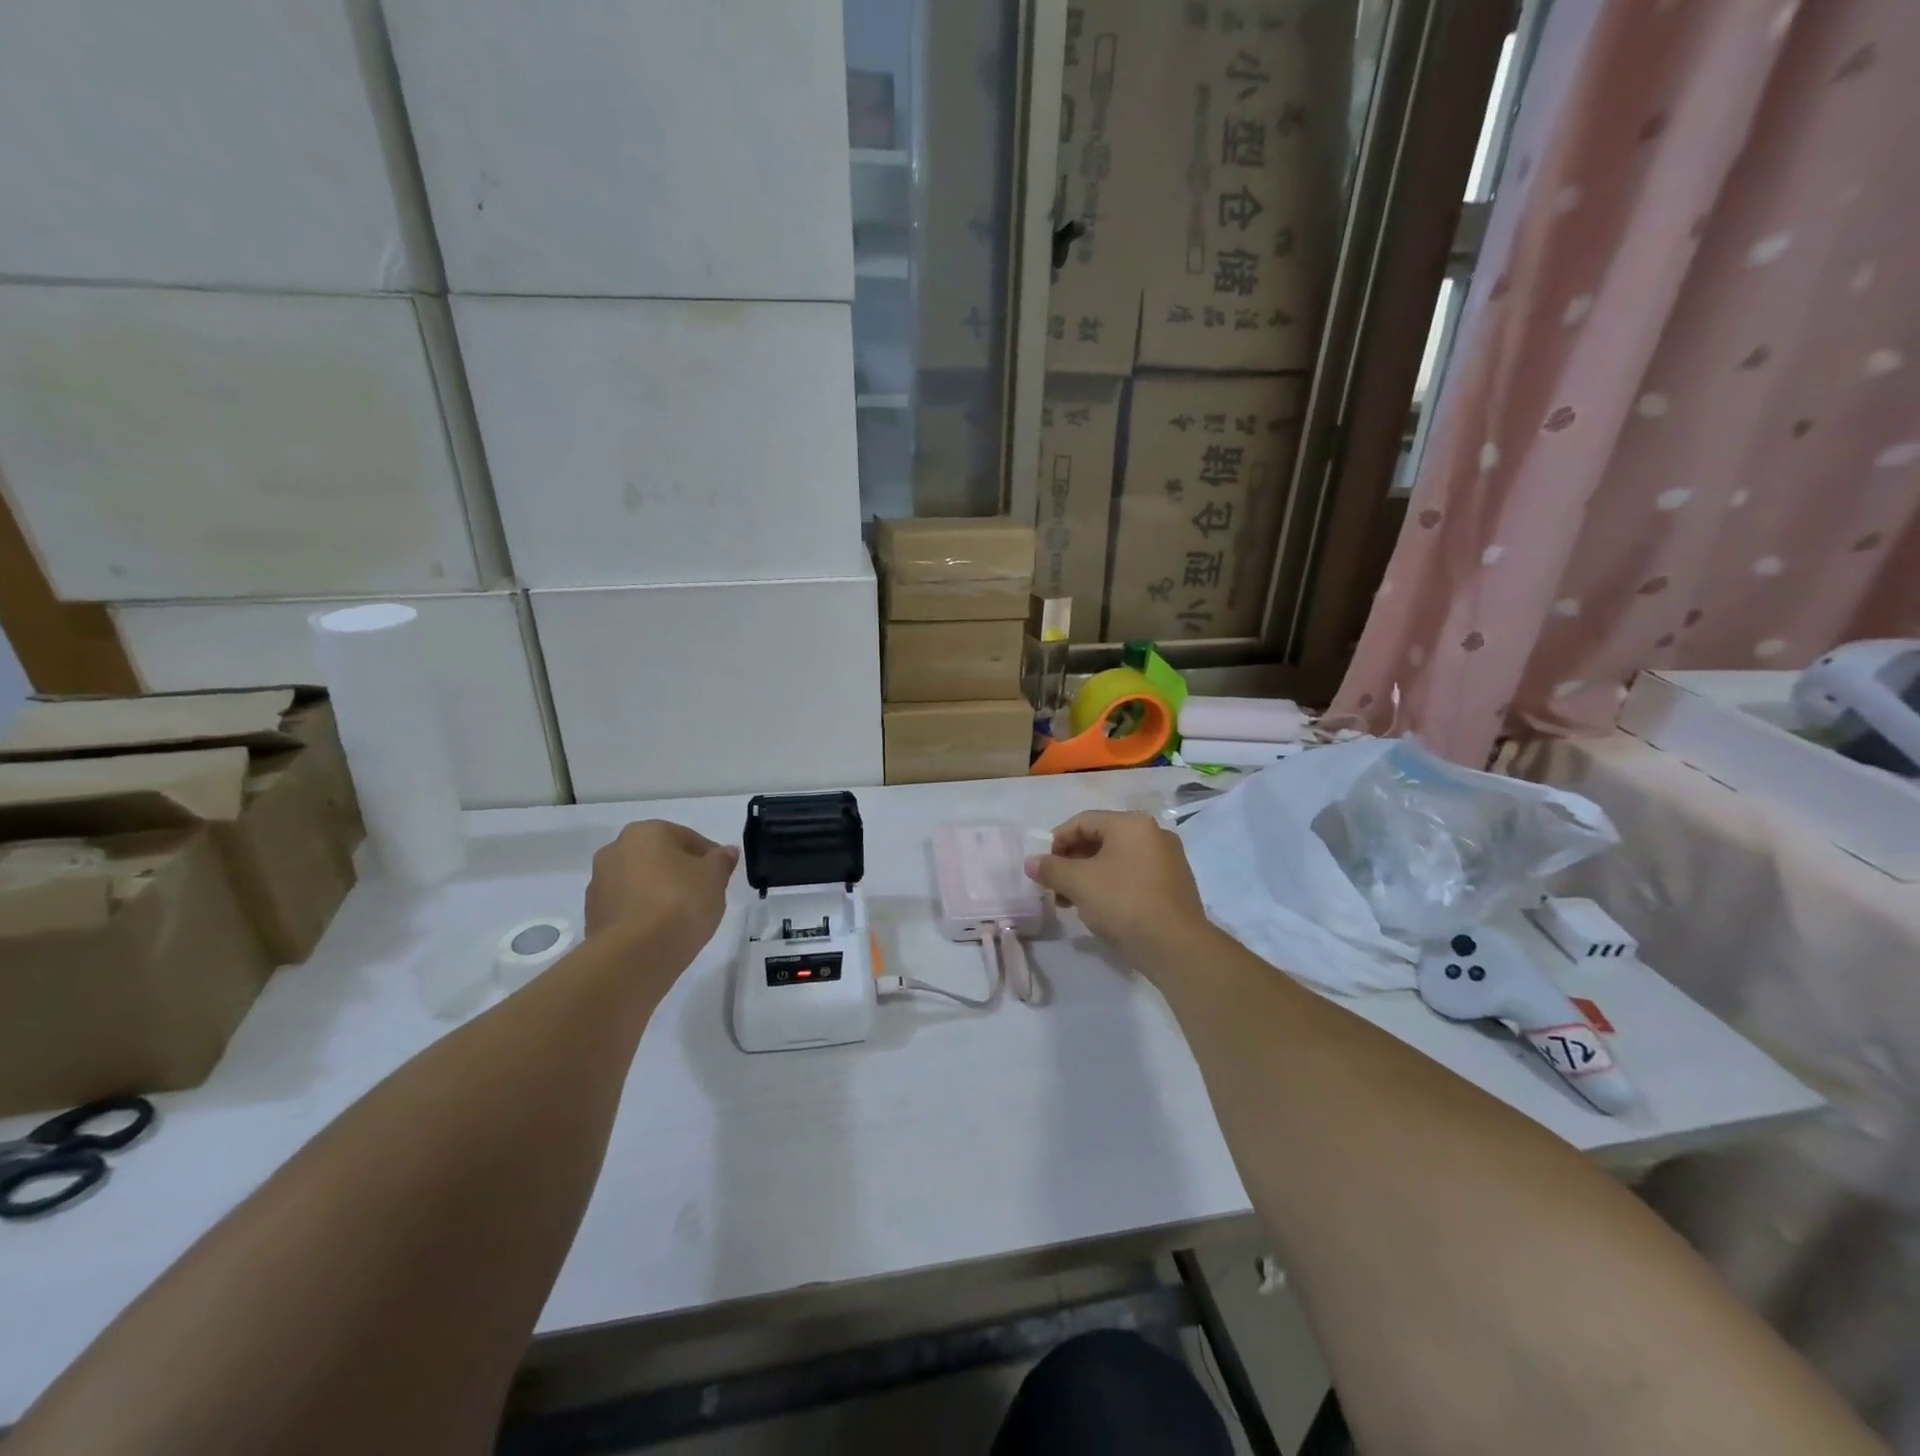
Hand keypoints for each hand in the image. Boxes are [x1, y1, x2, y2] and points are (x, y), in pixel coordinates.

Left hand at [585, 820, 738, 954]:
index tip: (721, 877)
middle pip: (659, 858)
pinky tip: (660, 931)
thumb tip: (725, 852)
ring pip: (640, 882)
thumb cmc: (680, 903)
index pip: (687, 838)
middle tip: (703, 895)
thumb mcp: (715, 878)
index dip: (709, 857)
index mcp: (646, 832)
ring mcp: (599, 883)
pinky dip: (643, 913)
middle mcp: (615, 849)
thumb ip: (722, 860)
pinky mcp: (592, 915)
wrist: (633, 955)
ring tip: (681, 917)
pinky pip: (627, 907)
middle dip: (680, 873)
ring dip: (659, 892)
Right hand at [1025, 811, 1209, 965]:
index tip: (1042, 865)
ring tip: (1071, 901)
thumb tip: (1032, 862)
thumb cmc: (1123, 902)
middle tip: (1055, 885)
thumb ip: (1051, 868)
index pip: (1083, 821)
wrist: (1175, 946)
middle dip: (1072, 861)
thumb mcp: (1078, 883)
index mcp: (1131, 824)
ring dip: (1089, 875)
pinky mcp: (1174, 884)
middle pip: (1101, 839)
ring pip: (1117, 859)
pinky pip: (1134, 875)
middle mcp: (1153, 834)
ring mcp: (1168, 859)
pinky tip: (1099, 908)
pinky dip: (1112, 885)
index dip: (1057, 841)